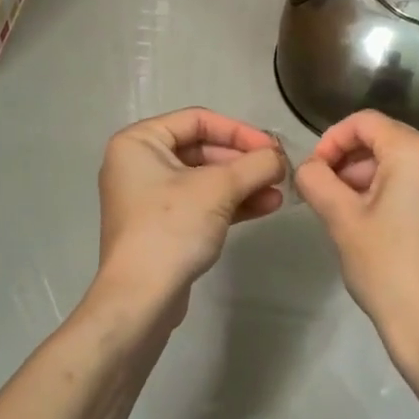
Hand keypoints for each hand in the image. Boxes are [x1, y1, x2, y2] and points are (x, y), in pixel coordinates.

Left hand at [91, 108, 286, 328]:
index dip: (239, 131)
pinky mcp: (161, 225)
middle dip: (243, 161)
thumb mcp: (218, 189)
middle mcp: (139, 163)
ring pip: (204, 179)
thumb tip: (279, 158)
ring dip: (243, 183)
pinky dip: (230, 203)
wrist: (141, 298)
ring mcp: (149, 197)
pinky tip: (265, 206)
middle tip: (278, 171)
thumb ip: (254, 165)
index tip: (272, 148)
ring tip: (279, 191)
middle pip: (202, 149)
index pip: (198, 120)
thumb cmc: (172, 228)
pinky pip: (200, 203)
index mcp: (139, 142)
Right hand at [294, 110, 418, 381]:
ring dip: (368, 176)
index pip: (364, 122)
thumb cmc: (386, 266)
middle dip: (349, 160)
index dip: (331, 140)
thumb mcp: (341, 218)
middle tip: (324, 193)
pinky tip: (375, 223)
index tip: (313, 171)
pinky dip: (393, 190)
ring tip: (345, 211)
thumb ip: (316, 179)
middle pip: (385, 139)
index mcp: (417, 151)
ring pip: (402, 161)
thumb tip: (309, 167)